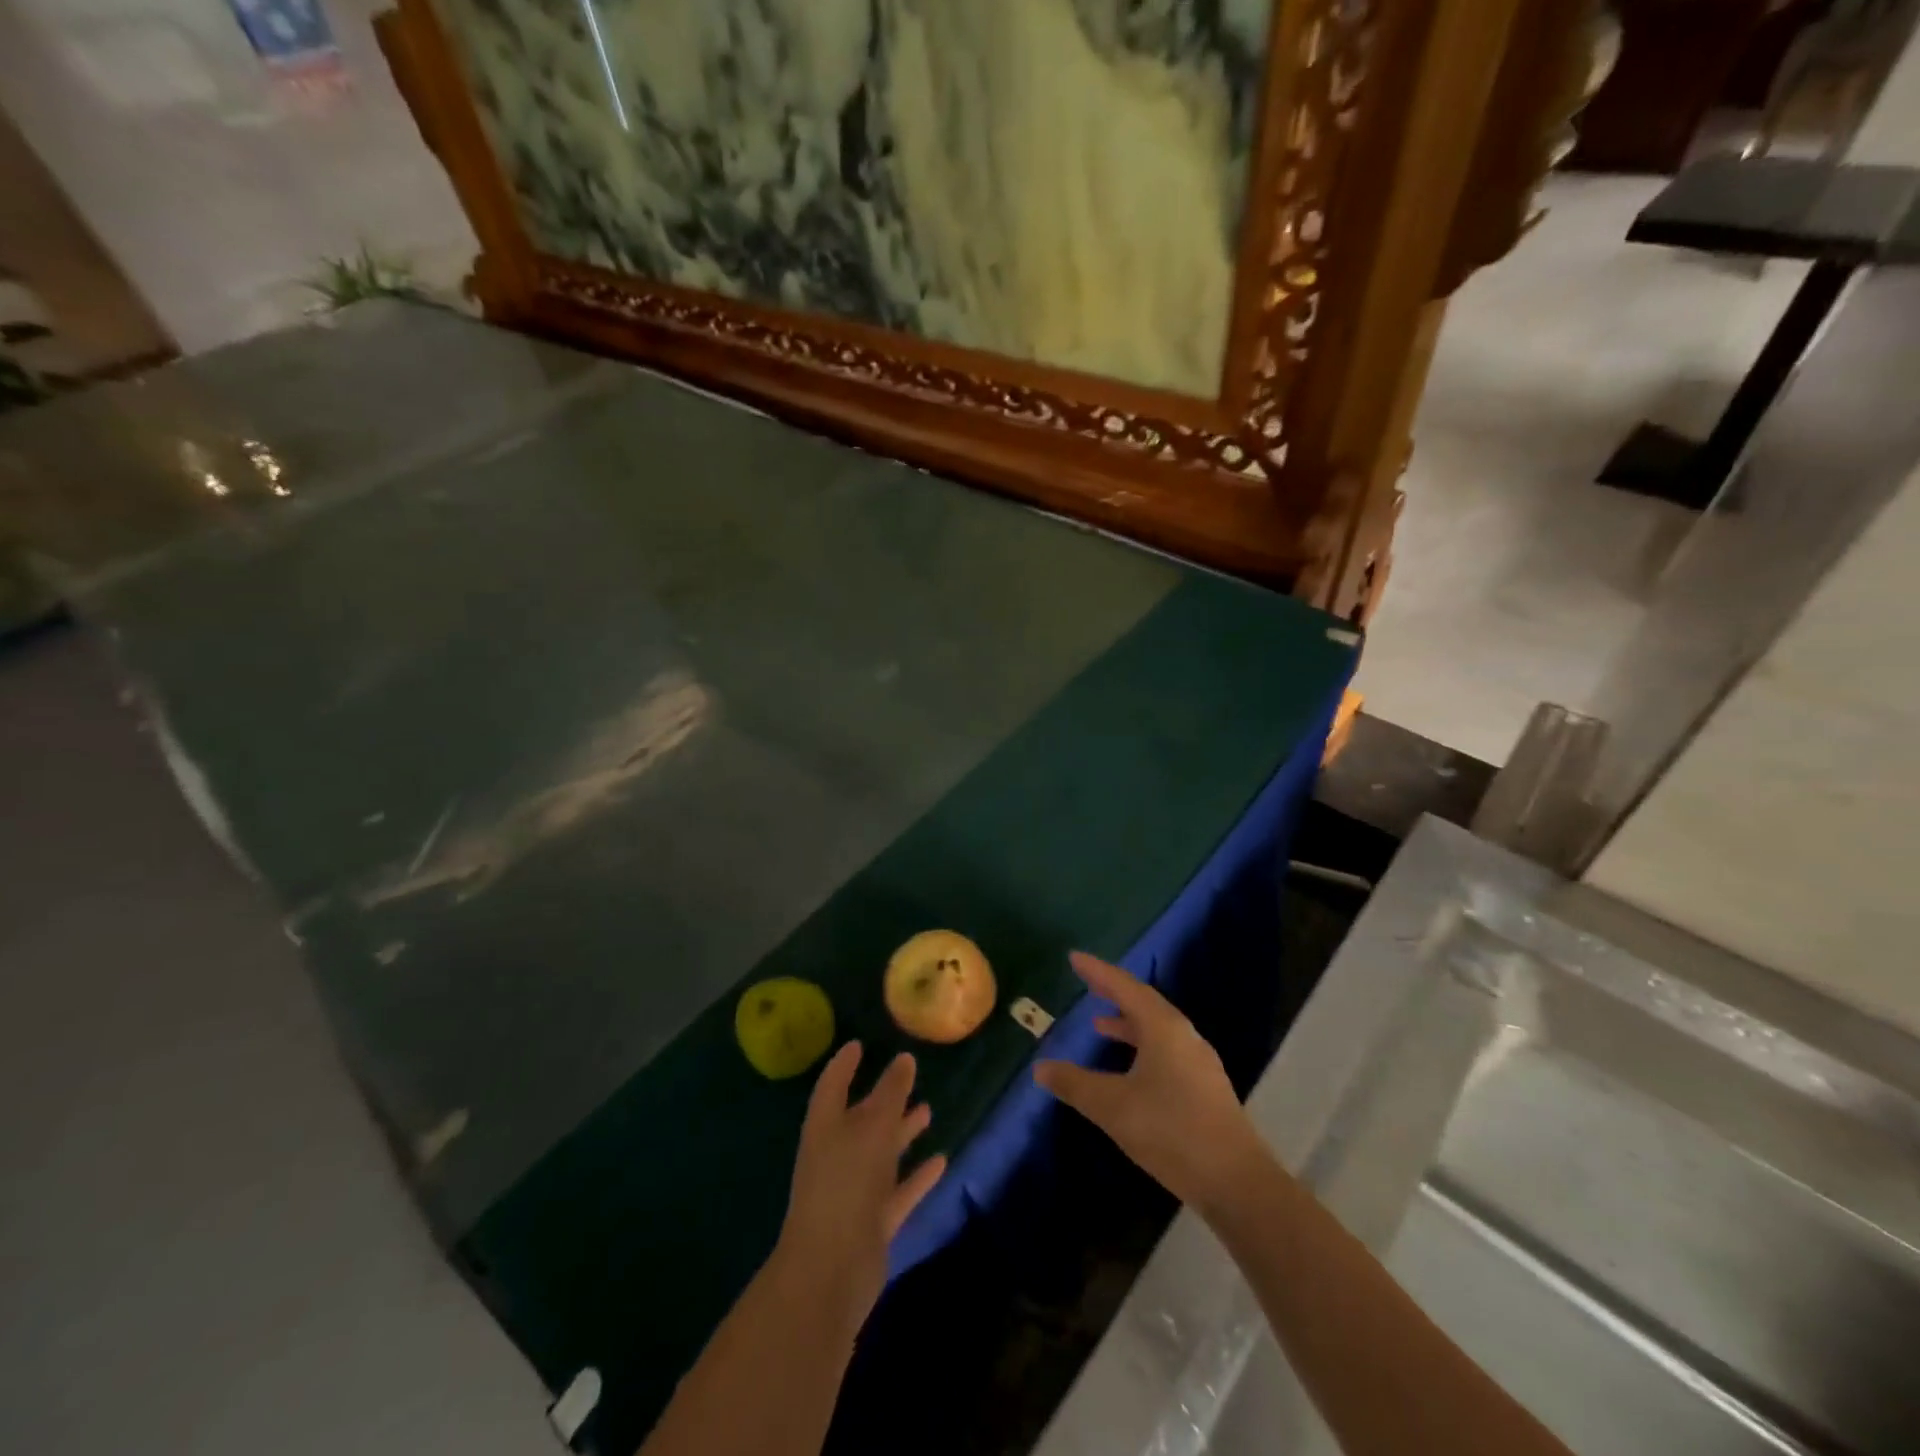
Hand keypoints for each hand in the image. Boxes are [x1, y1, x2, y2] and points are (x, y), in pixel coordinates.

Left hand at [771, 1043, 945, 1333]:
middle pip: (862, 1118)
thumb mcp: (872, 1128)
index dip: (845, 1064)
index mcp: (826, 1126)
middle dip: (883, 1098)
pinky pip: (899, 1190)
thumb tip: (905, 1058)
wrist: (831, 1270)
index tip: (859, 1044)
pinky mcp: (873, 1221)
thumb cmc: (845, 1183)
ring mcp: (855, 1190)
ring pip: (882, 1152)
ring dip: (903, 1132)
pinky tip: (940, 1160)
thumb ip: (891, 1094)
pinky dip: (917, 1175)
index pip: (833, 1084)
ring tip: (928, 1110)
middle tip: (908, 1074)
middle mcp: (838, 1153)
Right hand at [1034, 952, 1263, 1211]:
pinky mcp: (1204, 1087)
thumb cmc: (1171, 1131)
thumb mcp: (1113, 1107)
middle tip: (1088, 983)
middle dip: (1114, 992)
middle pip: (1144, 1003)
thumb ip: (1074, 1084)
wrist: (1236, 1182)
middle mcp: (1184, 1036)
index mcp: (1163, 1028)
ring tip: (1100, 1024)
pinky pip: (1166, 1049)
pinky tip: (1130, 1068)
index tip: (1075, 958)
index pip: (1125, 987)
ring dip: (1127, 1022)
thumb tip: (1041, 1068)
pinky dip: (1141, 1045)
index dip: (1098, 972)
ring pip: (1157, 1028)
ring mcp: (1198, 1062)